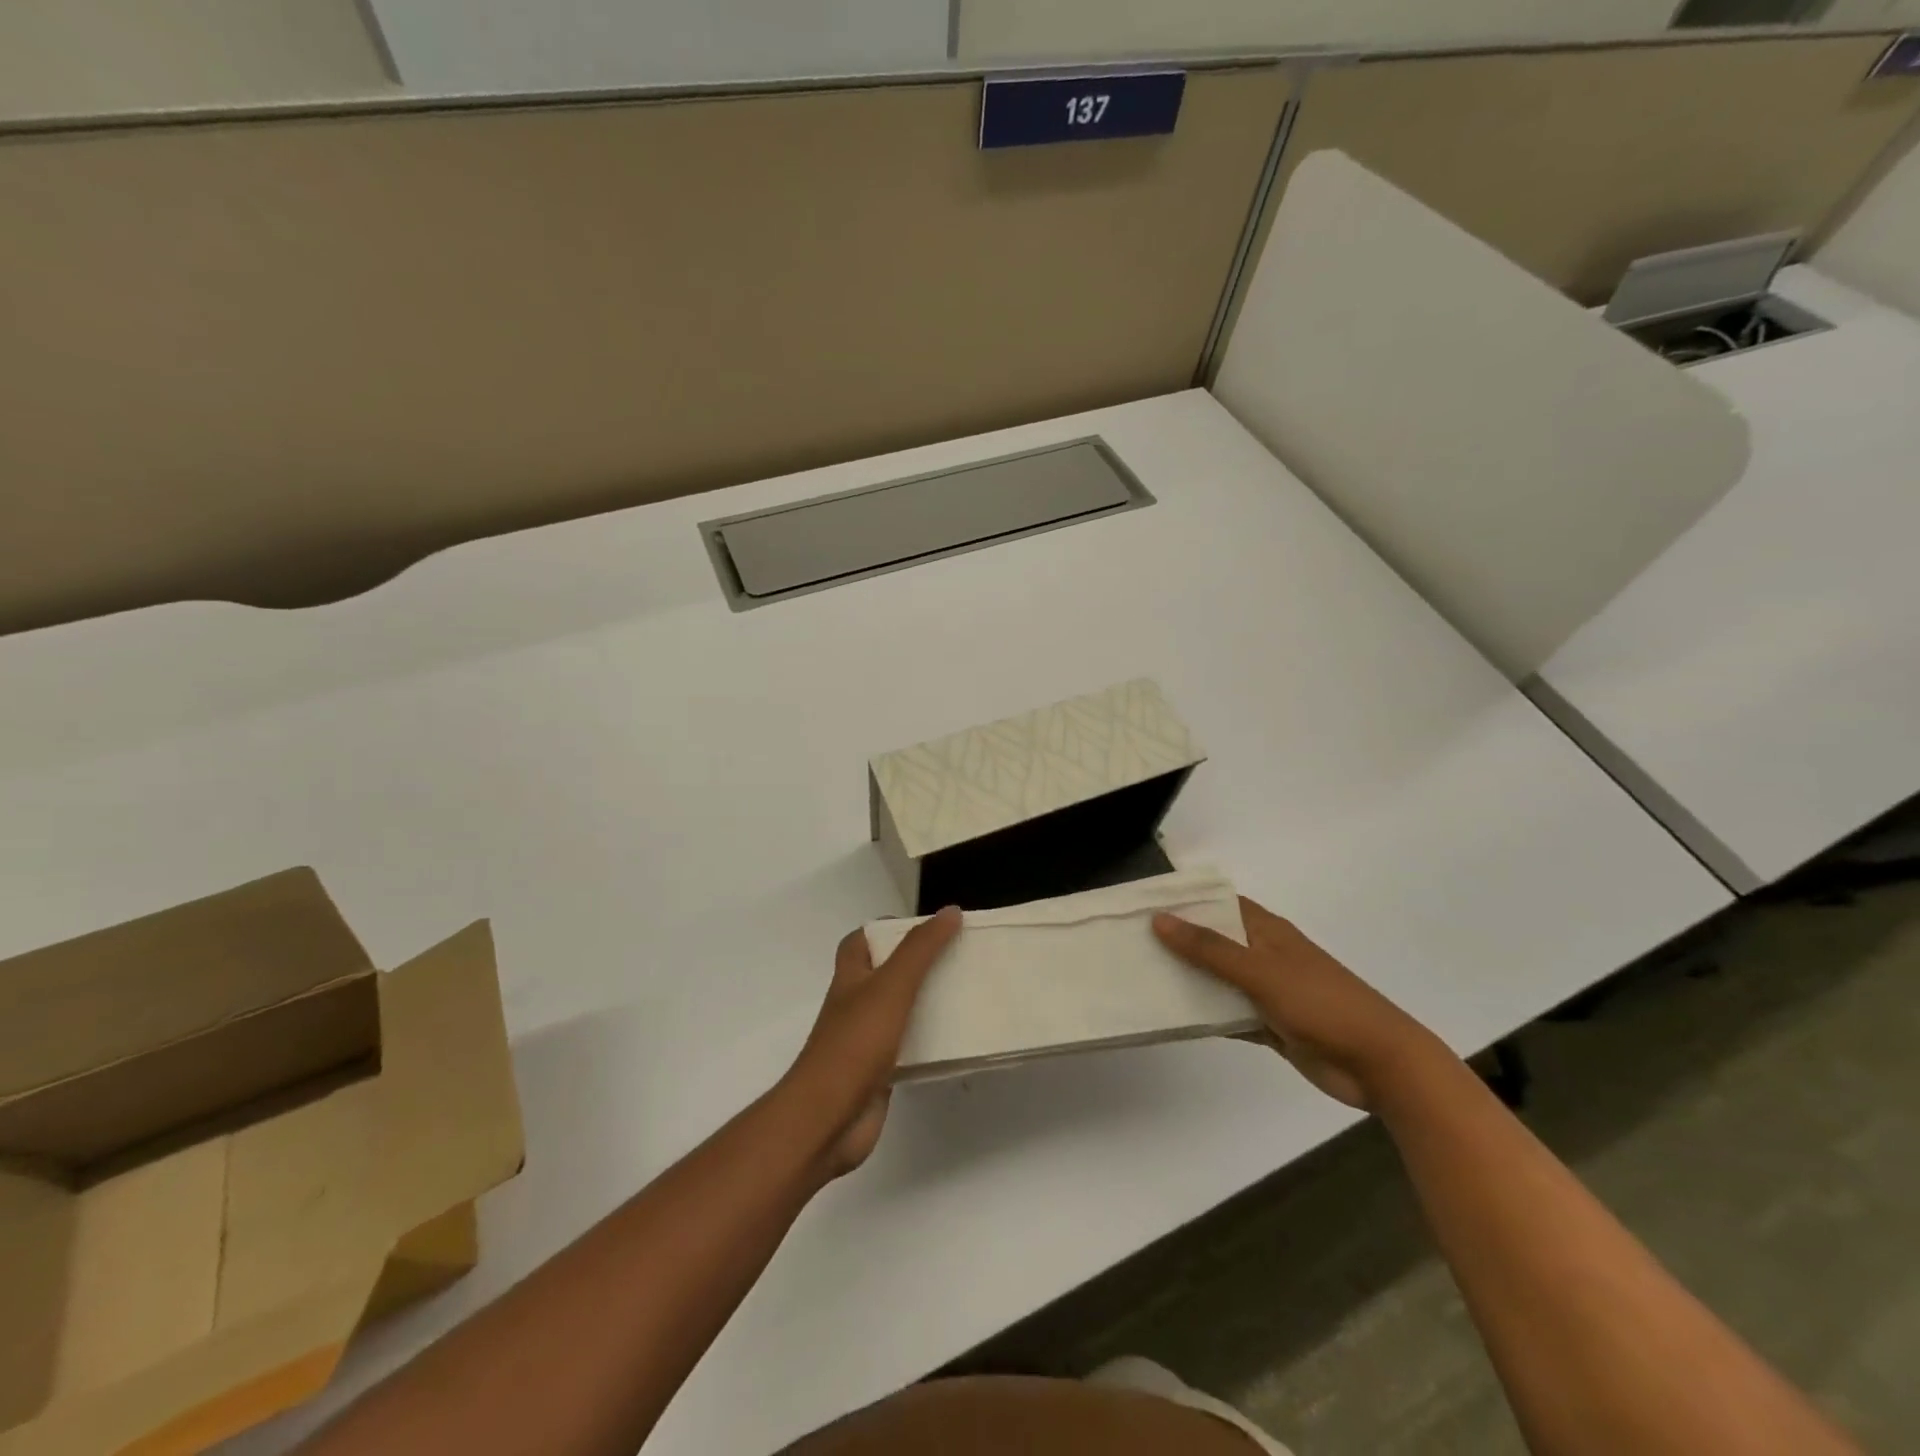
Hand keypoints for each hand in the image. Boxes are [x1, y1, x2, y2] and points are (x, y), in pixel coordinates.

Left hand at [781, 907, 961, 1178]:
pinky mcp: (879, 1072)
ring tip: (966, 992)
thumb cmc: (854, 1044)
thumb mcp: (891, 986)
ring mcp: (865, 1040)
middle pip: (885, 973)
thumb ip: (920, 950)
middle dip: (917, 964)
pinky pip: (908, 1047)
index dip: (889, 928)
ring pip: (900, 1011)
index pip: (862, 940)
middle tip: (957, 957)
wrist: (827, 1119)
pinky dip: (929, 1041)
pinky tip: (956, 1041)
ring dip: (927, 1002)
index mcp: (851, 978)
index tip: (928, 927)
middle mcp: (855, 1004)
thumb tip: (949, 912)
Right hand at [1153, 897, 1443, 1108]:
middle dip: (1176, 942)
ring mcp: (1266, 991)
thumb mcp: (1261, 971)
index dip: (1183, 901)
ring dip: (1186, 980)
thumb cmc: (1322, 1004)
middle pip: (1212, 941)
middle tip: (1127, 943)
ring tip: (1138, 978)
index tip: (1139, 904)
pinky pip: (1226, 1014)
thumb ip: (1209, 948)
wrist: (1379, 1065)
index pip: (1217, 904)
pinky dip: (1203, 1015)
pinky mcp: (1269, 1025)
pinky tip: (1170, 1017)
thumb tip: (1160, 919)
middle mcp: (1263, 955)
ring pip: (1216, 980)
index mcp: (1266, 931)